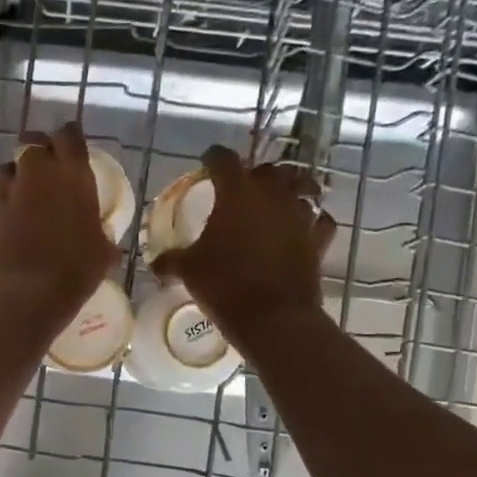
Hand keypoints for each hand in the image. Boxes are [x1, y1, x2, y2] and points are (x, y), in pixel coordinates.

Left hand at [0, 122, 120, 327]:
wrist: (24, 293)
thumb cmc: (74, 272)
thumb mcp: (103, 254)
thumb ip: (102, 235)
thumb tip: (102, 238)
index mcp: (73, 174)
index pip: (70, 135)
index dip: (71, 139)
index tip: (76, 150)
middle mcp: (40, 172)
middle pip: (35, 141)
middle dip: (42, 148)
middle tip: (52, 168)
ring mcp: (11, 189)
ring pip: (12, 162)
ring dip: (20, 170)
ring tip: (29, 189)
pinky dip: (7, 192)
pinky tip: (15, 210)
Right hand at [151, 145, 334, 346]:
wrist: (272, 318)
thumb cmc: (224, 285)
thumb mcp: (188, 271)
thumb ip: (171, 260)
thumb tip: (156, 263)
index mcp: (237, 193)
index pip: (223, 159)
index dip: (213, 158)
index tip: (207, 162)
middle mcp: (272, 194)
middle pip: (267, 170)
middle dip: (254, 174)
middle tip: (242, 188)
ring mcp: (300, 215)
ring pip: (300, 188)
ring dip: (287, 191)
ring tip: (276, 202)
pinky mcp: (318, 240)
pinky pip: (320, 220)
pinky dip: (312, 220)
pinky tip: (303, 228)